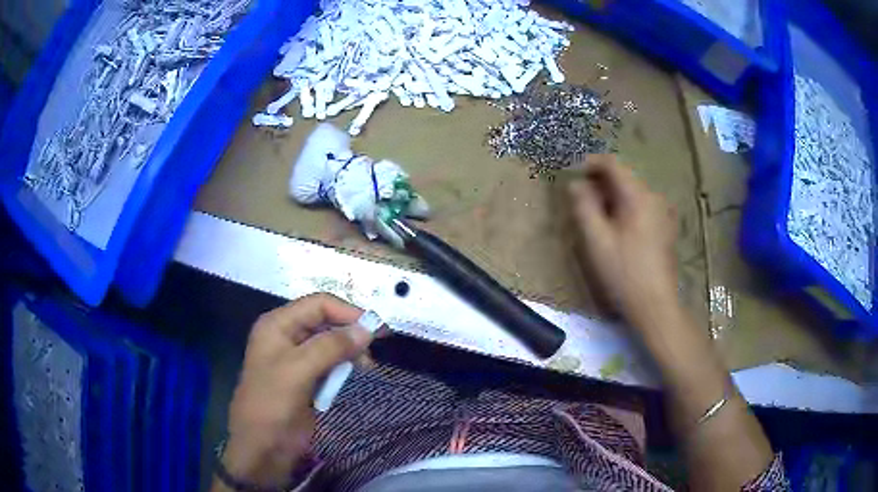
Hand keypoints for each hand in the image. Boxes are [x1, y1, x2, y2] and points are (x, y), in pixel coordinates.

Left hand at [217, 294, 372, 488]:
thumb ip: (331, 347)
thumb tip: (367, 329)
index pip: (318, 305)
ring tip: (366, 367)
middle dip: (350, 332)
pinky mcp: (306, 379)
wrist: (262, 447)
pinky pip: (330, 364)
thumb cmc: (272, 404)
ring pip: (331, 343)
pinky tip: (354, 375)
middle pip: (326, 321)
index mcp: (278, 325)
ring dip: (349, 351)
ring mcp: (296, 358)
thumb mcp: (298, 371)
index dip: (347, 312)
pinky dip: (344, 367)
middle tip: (373, 351)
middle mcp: (287, 336)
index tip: (376, 330)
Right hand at [568, 155, 679, 330]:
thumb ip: (584, 207)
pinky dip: (625, 208)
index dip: (591, 163)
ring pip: (633, 193)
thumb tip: (576, 184)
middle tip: (580, 197)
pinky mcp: (665, 228)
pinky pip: (642, 206)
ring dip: (612, 196)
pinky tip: (616, 227)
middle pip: (625, 177)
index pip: (614, 164)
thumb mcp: (597, 241)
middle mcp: (654, 198)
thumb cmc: (624, 273)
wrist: (656, 306)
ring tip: (595, 213)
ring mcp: (663, 213)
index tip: (573, 173)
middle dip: (600, 181)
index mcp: (639, 196)